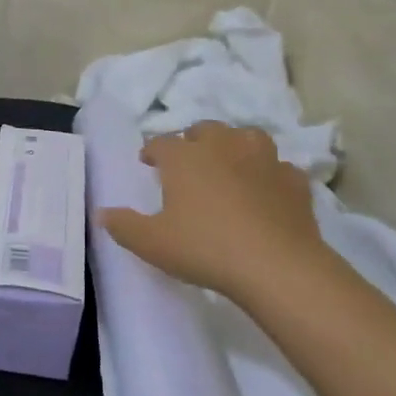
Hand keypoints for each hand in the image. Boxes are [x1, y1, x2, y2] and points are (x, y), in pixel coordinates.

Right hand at [100, 121, 326, 297]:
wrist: (276, 266)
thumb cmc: (205, 248)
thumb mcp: (152, 243)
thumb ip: (124, 226)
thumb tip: (101, 214)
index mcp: (184, 157)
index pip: (161, 143)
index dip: (152, 151)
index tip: (148, 164)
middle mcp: (223, 146)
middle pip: (204, 129)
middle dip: (194, 141)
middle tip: (188, 164)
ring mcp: (263, 159)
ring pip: (246, 137)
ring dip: (235, 146)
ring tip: (229, 166)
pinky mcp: (294, 180)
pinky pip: (279, 168)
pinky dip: (269, 175)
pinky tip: (266, 191)